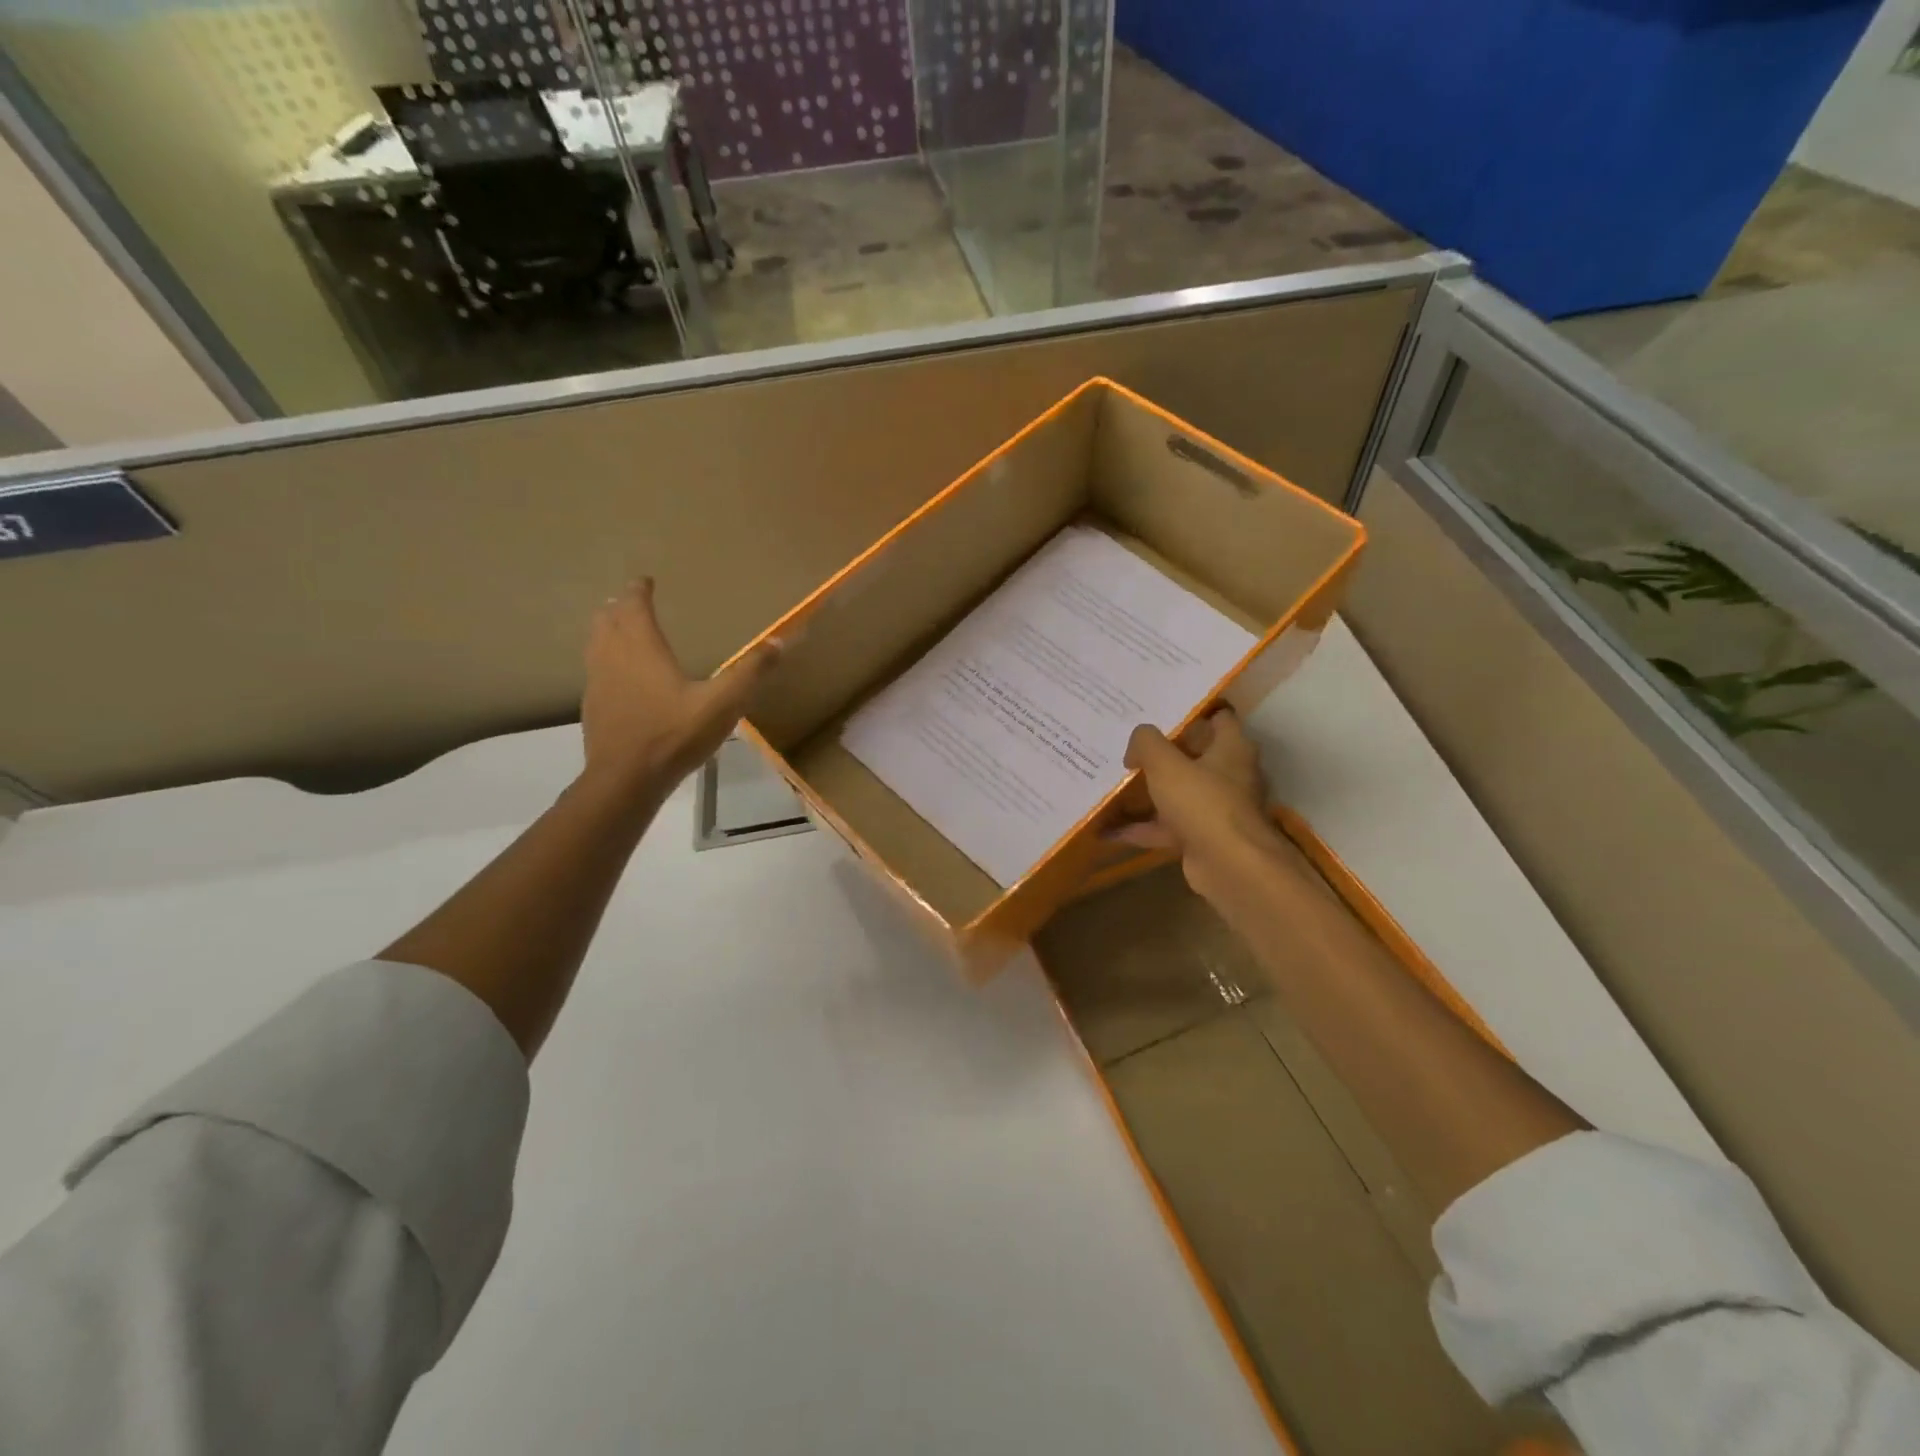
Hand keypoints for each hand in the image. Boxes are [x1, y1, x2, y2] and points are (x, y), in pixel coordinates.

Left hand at [580, 579, 780, 797]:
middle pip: (607, 620)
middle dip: (619, 606)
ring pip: (595, 644)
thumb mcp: (722, 703)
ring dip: (606, 630)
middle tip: (630, 601)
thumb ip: (751, 672)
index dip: (639, 590)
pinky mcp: (593, 708)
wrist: (626, 779)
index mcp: (642, 648)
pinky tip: (617, 678)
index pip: (634, 606)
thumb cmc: (674, 735)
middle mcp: (613, 657)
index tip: (644, 580)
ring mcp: (597, 683)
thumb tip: (780, 641)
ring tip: (617, 629)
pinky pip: (595, 671)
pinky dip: (604, 660)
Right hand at [1114, 707, 1283, 901]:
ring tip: (1112, 782)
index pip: (1218, 717)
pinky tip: (1107, 829)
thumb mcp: (1165, 763)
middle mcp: (1229, 775)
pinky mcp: (1201, 837)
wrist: (1230, 866)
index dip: (1192, 710)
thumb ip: (1146, 743)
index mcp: (1231, 748)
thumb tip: (1136, 744)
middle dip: (1161, 752)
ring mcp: (1215, 809)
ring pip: (1176, 793)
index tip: (1161, 708)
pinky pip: (1165, 827)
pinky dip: (1139, 828)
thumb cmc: (1202, 802)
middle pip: (1193, 756)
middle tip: (1128, 743)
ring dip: (1147, 792)